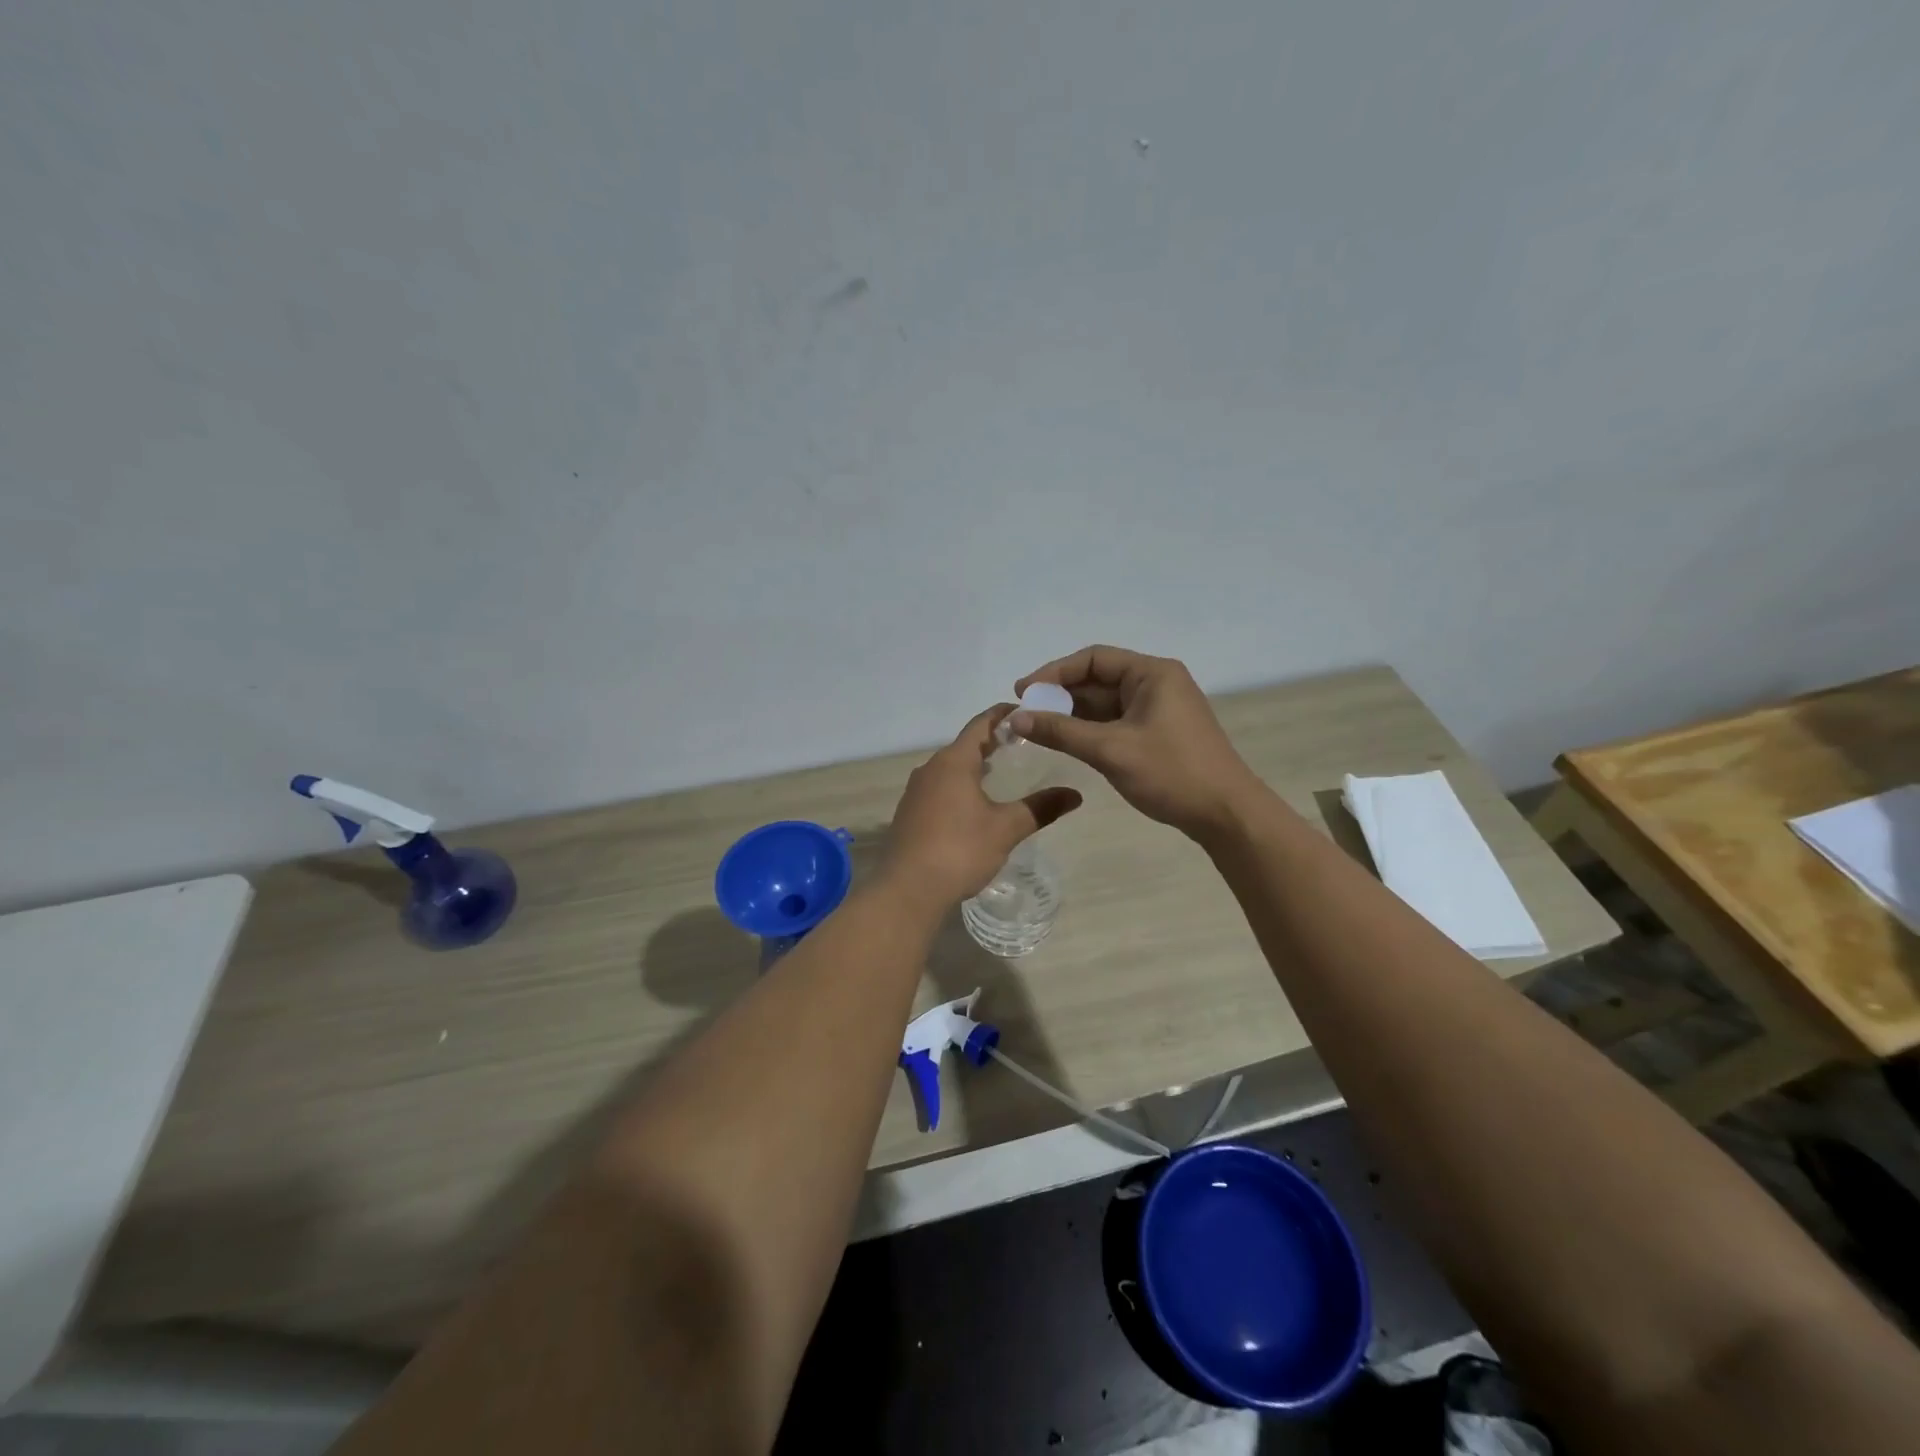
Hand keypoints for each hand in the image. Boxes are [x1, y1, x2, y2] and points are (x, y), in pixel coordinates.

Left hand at [879, 705, 1082, 908]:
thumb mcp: (1006, 828)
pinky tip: (973, 804)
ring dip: (974, 765)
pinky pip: (939, 788)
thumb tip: (1075, 795)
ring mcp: (915, 792)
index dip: (1003, 715)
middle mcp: (930, 769)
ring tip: (1001, 772)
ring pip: (949, 768)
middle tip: (1021, 743)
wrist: (907, 890)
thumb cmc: (960, 850)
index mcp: (953, 762)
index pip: (980, 724)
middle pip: (964, 745)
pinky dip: (959, 786)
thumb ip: (1040, 808)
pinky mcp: (909, 814)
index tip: (1025, 711)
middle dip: (991, 741)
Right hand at [1012, 646, 1262, 841]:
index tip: (1022, 691)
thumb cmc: (1171, 772)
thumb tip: (1015, 717)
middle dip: (1060, 695)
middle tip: (1024, 714)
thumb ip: (1061, 731)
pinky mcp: (1158, 733)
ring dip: (1072, 714)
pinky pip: (1115, 722)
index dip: (1054, 673)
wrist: (1226, 814)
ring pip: (1105, 703)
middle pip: (1098, 680)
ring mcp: (1159, 709)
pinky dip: (1089, 729)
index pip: (1093, 659)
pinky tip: (1066, 741)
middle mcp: (1156, 683)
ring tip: (1037, 729)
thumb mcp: (1110, 750)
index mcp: (1152, 673)